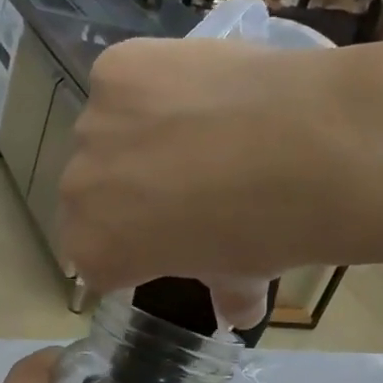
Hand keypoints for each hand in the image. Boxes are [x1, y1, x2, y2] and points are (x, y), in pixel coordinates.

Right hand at [58, 35, 355, 327]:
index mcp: (94, 252)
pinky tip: (196, 90)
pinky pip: (125, 81)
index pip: (96, 257)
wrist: (306, 148)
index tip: (167, 241)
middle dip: (126, 192)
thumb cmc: (265, 232)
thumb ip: (225, 295)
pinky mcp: (115, 69)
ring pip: (107, 134)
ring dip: (137, 136)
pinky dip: (152, 86)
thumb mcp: (241, 277)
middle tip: (183, 183)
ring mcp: (91, 125)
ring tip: (198, 129)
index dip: (132, 249)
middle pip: (91, 194)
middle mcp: (76, 191)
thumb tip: (237, 312)